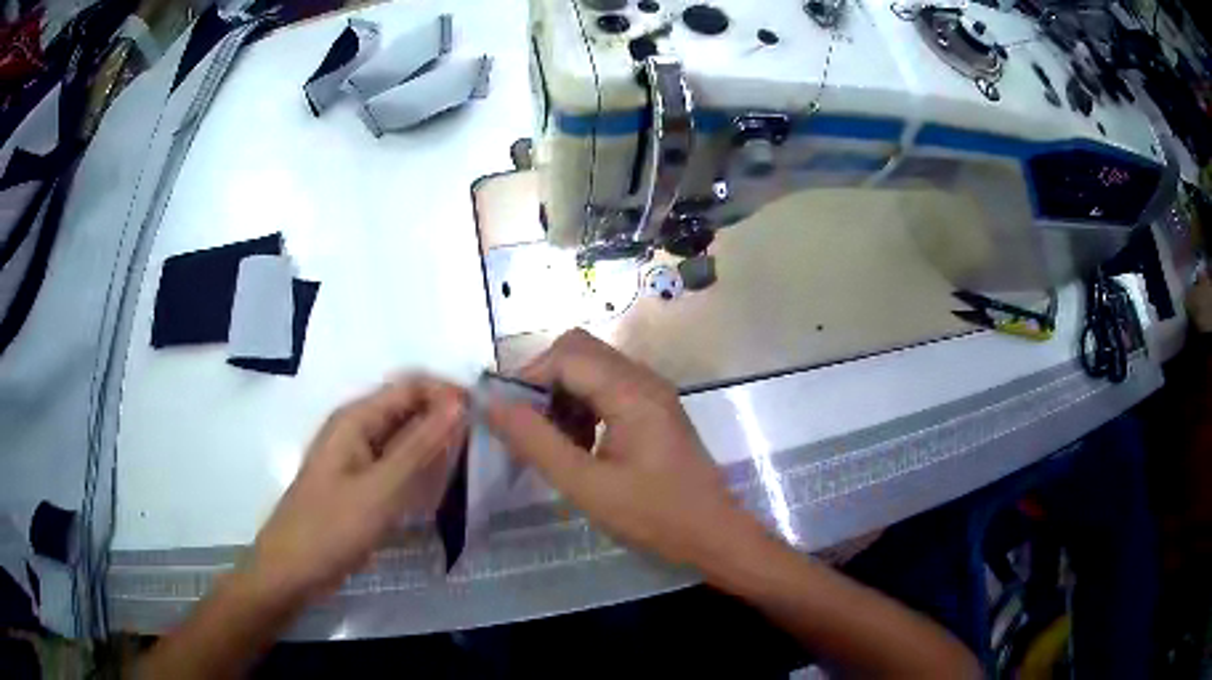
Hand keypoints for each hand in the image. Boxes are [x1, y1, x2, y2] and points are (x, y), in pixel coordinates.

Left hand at [247, 376, 465, 603]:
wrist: (293, 570)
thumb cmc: (331, 527)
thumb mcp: (380, 489)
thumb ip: (419, 446)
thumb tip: (459, 404)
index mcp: (356, 418)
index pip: (411, 386)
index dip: (448, 394)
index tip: (486, 419)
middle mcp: (358, 430)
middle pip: (409, 410)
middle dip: (446, 421)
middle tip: (485, 447)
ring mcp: (359, 458)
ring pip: (406, 439)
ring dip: (437, 447)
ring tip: (473, 467)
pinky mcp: (362, 484)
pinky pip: (399, 466)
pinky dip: (422, 471)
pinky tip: (444, 488)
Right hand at [485, 329, 758, 569]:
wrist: (713, 535)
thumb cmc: (654, 516)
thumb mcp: (586, 486)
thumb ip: (536, 443)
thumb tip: (491, 404)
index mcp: (631, 391)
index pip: (565, 355)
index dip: (527, 377)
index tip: (504, 415)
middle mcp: (643, 379)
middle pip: (579, 352)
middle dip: (543, 382)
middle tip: (526, 426)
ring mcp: (651, 393)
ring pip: (591, 369)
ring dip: (561, 395)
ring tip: (549, 441)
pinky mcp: (653, 410)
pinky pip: (606, 389)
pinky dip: (581, 407)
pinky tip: (576, 446)